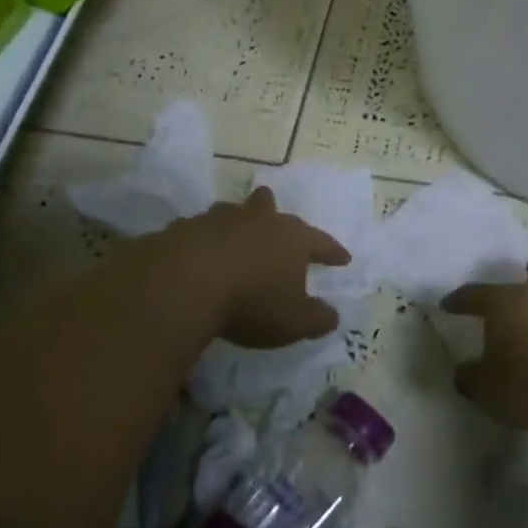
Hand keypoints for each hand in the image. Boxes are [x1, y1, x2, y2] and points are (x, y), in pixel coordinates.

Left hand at [139, 186, 350, 348]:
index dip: (333, 251)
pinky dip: (200, 240)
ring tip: (233, 236)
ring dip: (235, 222)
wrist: (184, 283)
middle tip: (274, 218)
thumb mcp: (293, 322)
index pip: (321, 242)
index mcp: (291, 238)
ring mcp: (218, 220)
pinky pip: (197, 230)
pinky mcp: (183, 228)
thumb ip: (316, 319)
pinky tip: (196, 253)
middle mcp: (257, 220)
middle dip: (273, 212)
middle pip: (269, 205)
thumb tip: (333, 316)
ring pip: (231, 212)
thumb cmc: (251, 302)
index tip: (343, 258)